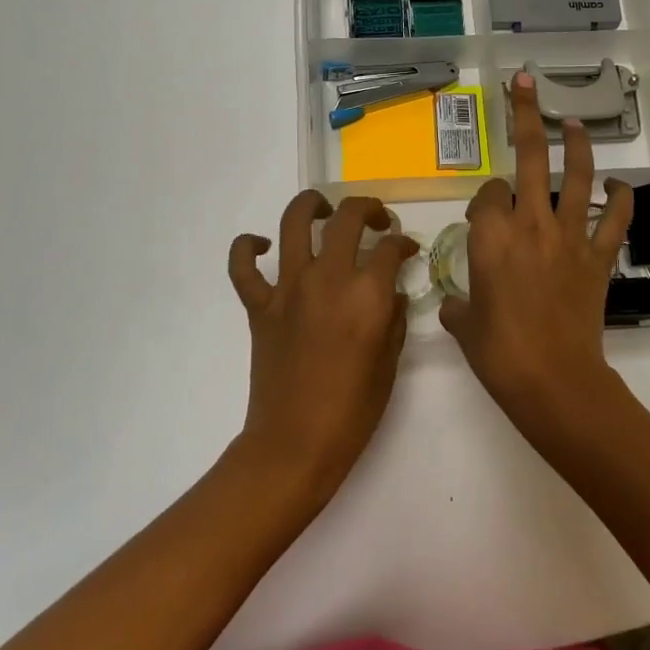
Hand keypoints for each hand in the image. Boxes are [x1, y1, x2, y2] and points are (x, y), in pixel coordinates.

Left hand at [227, 191, 417, 497]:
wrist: (296, 443)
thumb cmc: (353, 411)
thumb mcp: (390, 363)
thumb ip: (394, 318)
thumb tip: (391, 292)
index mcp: (367, 295)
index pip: (390, 248)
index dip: (403, 243)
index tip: (407, 249)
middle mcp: (328, 279)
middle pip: (347, 218)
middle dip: (368, 210)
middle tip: (376, 221)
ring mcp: (288, 289)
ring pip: (294, 223)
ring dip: (311, 205)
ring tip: (322, 209)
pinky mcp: (259, 305)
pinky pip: (243, 265)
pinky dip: (248, 247)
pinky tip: (263, 245)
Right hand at [441, 72, 633, 439]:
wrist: (553, 380)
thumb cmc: (499, 352)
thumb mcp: (464, 326)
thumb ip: (458, 306)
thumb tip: (459, 304)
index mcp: (491, 236)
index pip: (487, 194)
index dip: (484, 200)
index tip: (483, 218)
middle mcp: (530, 225)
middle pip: (527, 158)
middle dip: (525, 116)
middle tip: (525, 83)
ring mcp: (569, 238)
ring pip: (576, 178)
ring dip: (576, 146)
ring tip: (572, 124)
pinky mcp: (598, 258)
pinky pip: (615, 221)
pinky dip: (621, 200)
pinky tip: (618, 187)